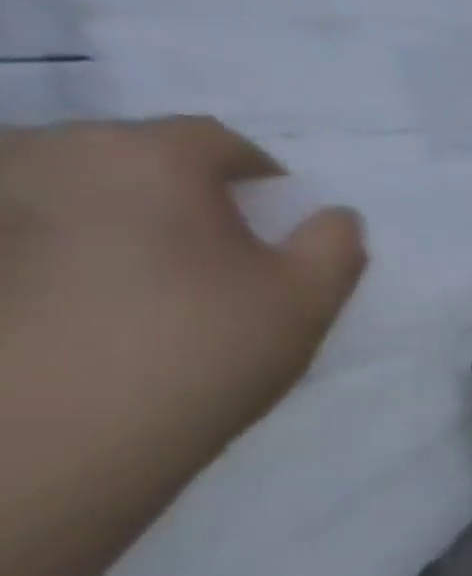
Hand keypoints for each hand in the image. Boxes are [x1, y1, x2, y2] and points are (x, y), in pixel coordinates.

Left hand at [0, 117, 364, 461]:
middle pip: (133, 154)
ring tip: (142, 271)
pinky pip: (27, 228)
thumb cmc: (203, 347)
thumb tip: (336, 216)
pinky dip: (58, 246)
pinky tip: (84, 297)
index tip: (277, 213)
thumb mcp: (308, 298)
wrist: (57, 434)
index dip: (259, 173)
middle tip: (213, 244)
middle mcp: (49, 156)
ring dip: (111, 213)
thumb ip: (335, 244)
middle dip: (178, 189)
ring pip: (70, 187)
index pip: (217, 141)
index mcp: (147, 156)